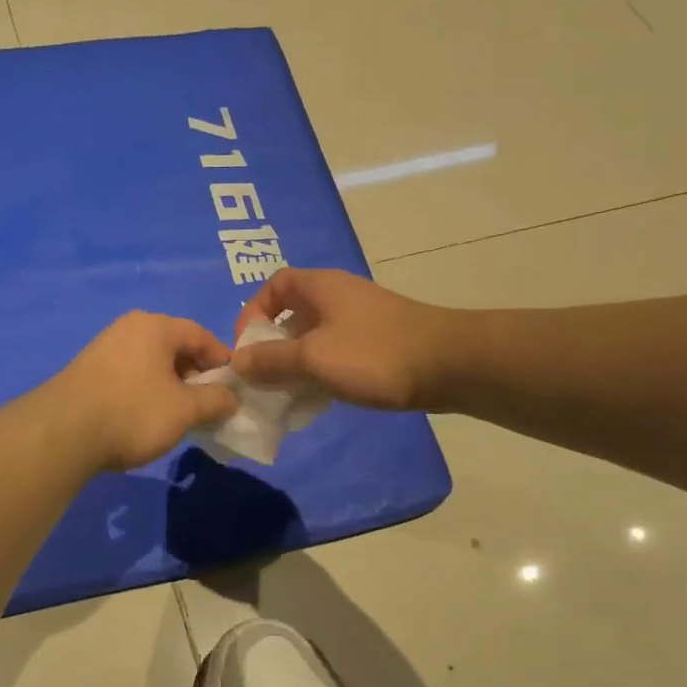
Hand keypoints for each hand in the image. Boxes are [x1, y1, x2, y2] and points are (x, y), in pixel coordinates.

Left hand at [49, 312, 239, 471]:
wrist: (62, 433)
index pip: (201, 335)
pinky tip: (146, 418)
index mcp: (155, 326)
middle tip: (207, 405)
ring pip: (151, 363)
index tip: (234, 387)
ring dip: (171, 386)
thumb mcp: (185, 410)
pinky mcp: (87, 371)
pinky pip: (130, 374)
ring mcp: (104, 348)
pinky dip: (147, 391)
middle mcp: (128, 328)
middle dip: (196, 375)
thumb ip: (215, 400)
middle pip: (175, 347)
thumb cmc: (133, 412)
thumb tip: (232, 397)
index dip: (222, 360)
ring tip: (179, 415)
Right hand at [231, 268, 460, 411]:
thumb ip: (270, 360)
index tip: (247, 349)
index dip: (252, 313)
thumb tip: (237, 363)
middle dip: (272, 347)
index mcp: (319, 287)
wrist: (449, 365)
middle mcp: (337, 297)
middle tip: (264, 379)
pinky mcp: (376, 344)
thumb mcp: (313, 358)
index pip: (273, 286)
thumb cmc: (374, 354)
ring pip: (313, 339)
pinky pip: (335, 354)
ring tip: (287, 395)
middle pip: (291, 315)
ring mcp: (360, 321)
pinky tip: (319, 400)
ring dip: (296, 365)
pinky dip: (320, 373)